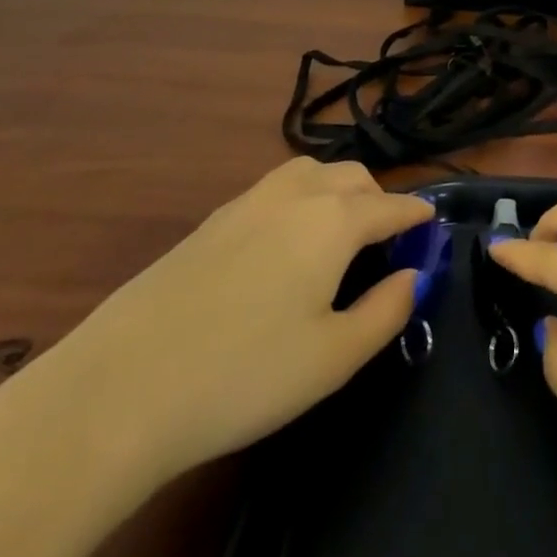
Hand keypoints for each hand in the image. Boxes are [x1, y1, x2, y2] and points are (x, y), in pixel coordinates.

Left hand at [67, 157, 433, 478]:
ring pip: (312, 172)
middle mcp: (296, 193)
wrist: (123, 384)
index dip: (416, 214)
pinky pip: (276, 188)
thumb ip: (386, 311)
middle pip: (353, 177)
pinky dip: (302, 198)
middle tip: (386, 242)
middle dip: (379, 199)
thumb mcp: (333, 357)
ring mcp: (249, 200)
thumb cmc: (244, 373)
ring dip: (339, 190)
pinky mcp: (214, 218)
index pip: (390, 205)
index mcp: (333, 219)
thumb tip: (412, 276)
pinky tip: (287, 243)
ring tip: (340, 233)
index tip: (432, 223)